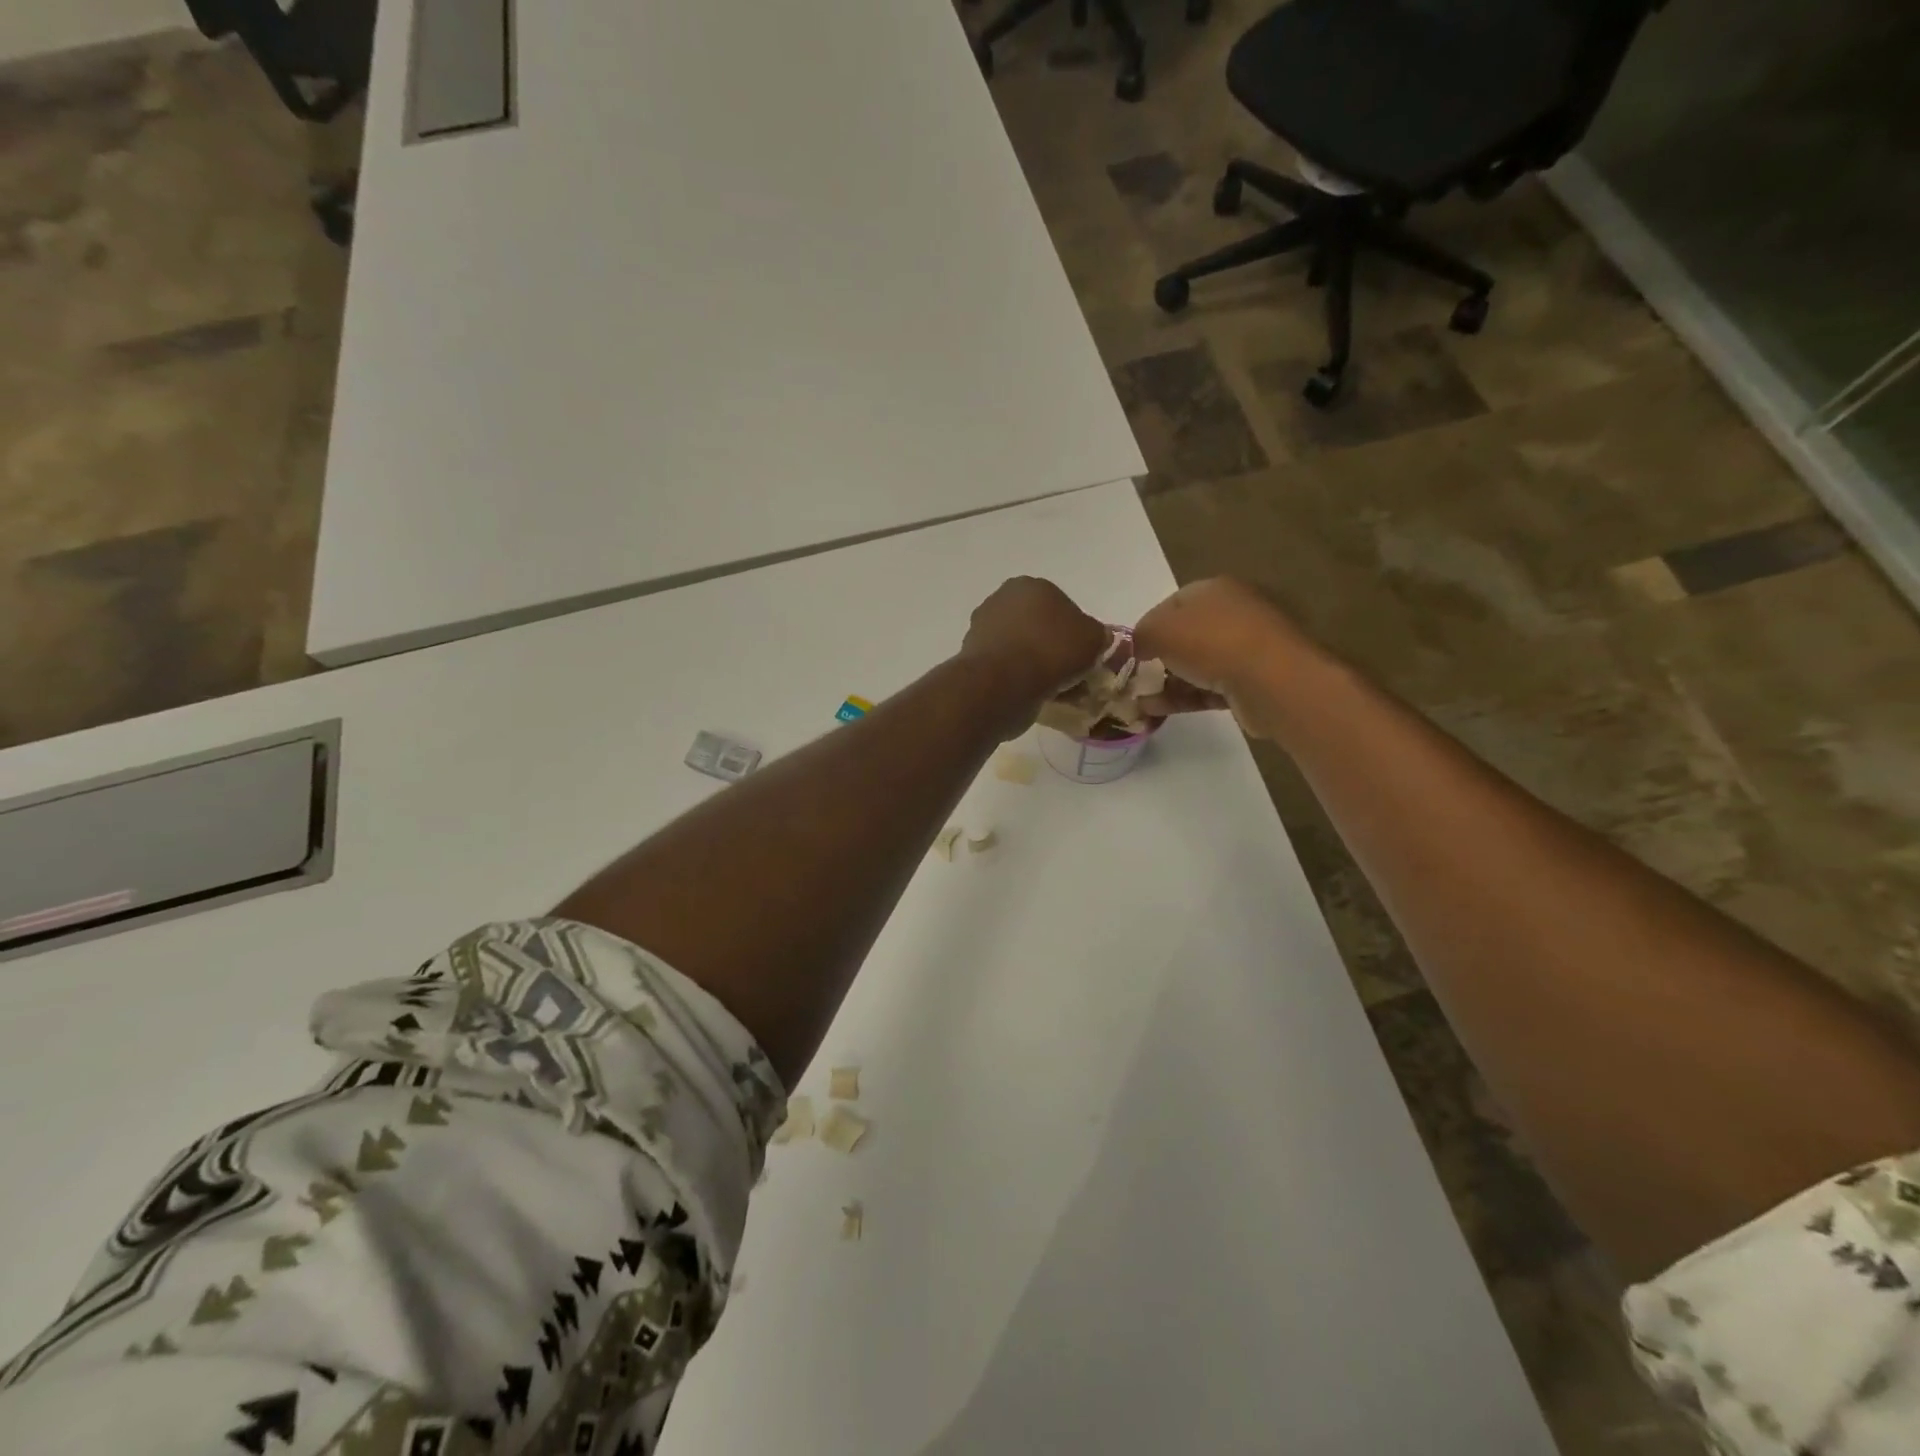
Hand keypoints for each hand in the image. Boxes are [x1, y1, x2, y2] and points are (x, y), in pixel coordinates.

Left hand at [959, 577, 1108, 720]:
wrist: (1003, 683)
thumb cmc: (1051, 651)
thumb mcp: (1093, 638)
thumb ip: (1097, 635)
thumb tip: (1093, 639)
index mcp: (1030, 585)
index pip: (1061, 605)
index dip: (1076, 632)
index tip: (1084, 654)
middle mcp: (1001, 600)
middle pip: (1038, 626)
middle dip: (1053, 647)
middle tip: (1070, 673)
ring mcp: (982, 628)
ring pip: (1022, 647)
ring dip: (1036, 664)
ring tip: (1055, 690)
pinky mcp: (972, 657)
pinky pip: (1007, 667)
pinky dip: (1019, 678)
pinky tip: (1034, 695)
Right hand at [1132, 578, 1305, 734]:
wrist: (1271, 680)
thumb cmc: (1211, 642)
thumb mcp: (1159, 631)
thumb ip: (1141, 635)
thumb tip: (1138, 646)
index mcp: (1214, 590)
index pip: (1171, 604)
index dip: (1148, 626)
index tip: (1132, 650)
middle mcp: (1232, 614)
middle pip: (1186, 635)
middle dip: (1159, 657)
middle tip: (1136, 676)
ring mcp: (1245, 649)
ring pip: (1197, 665)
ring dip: (1167, 682)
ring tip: (1139, 700)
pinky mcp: (1251, 682)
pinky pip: (1208, 688)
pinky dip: (1183, 698)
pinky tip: (1155, 711)